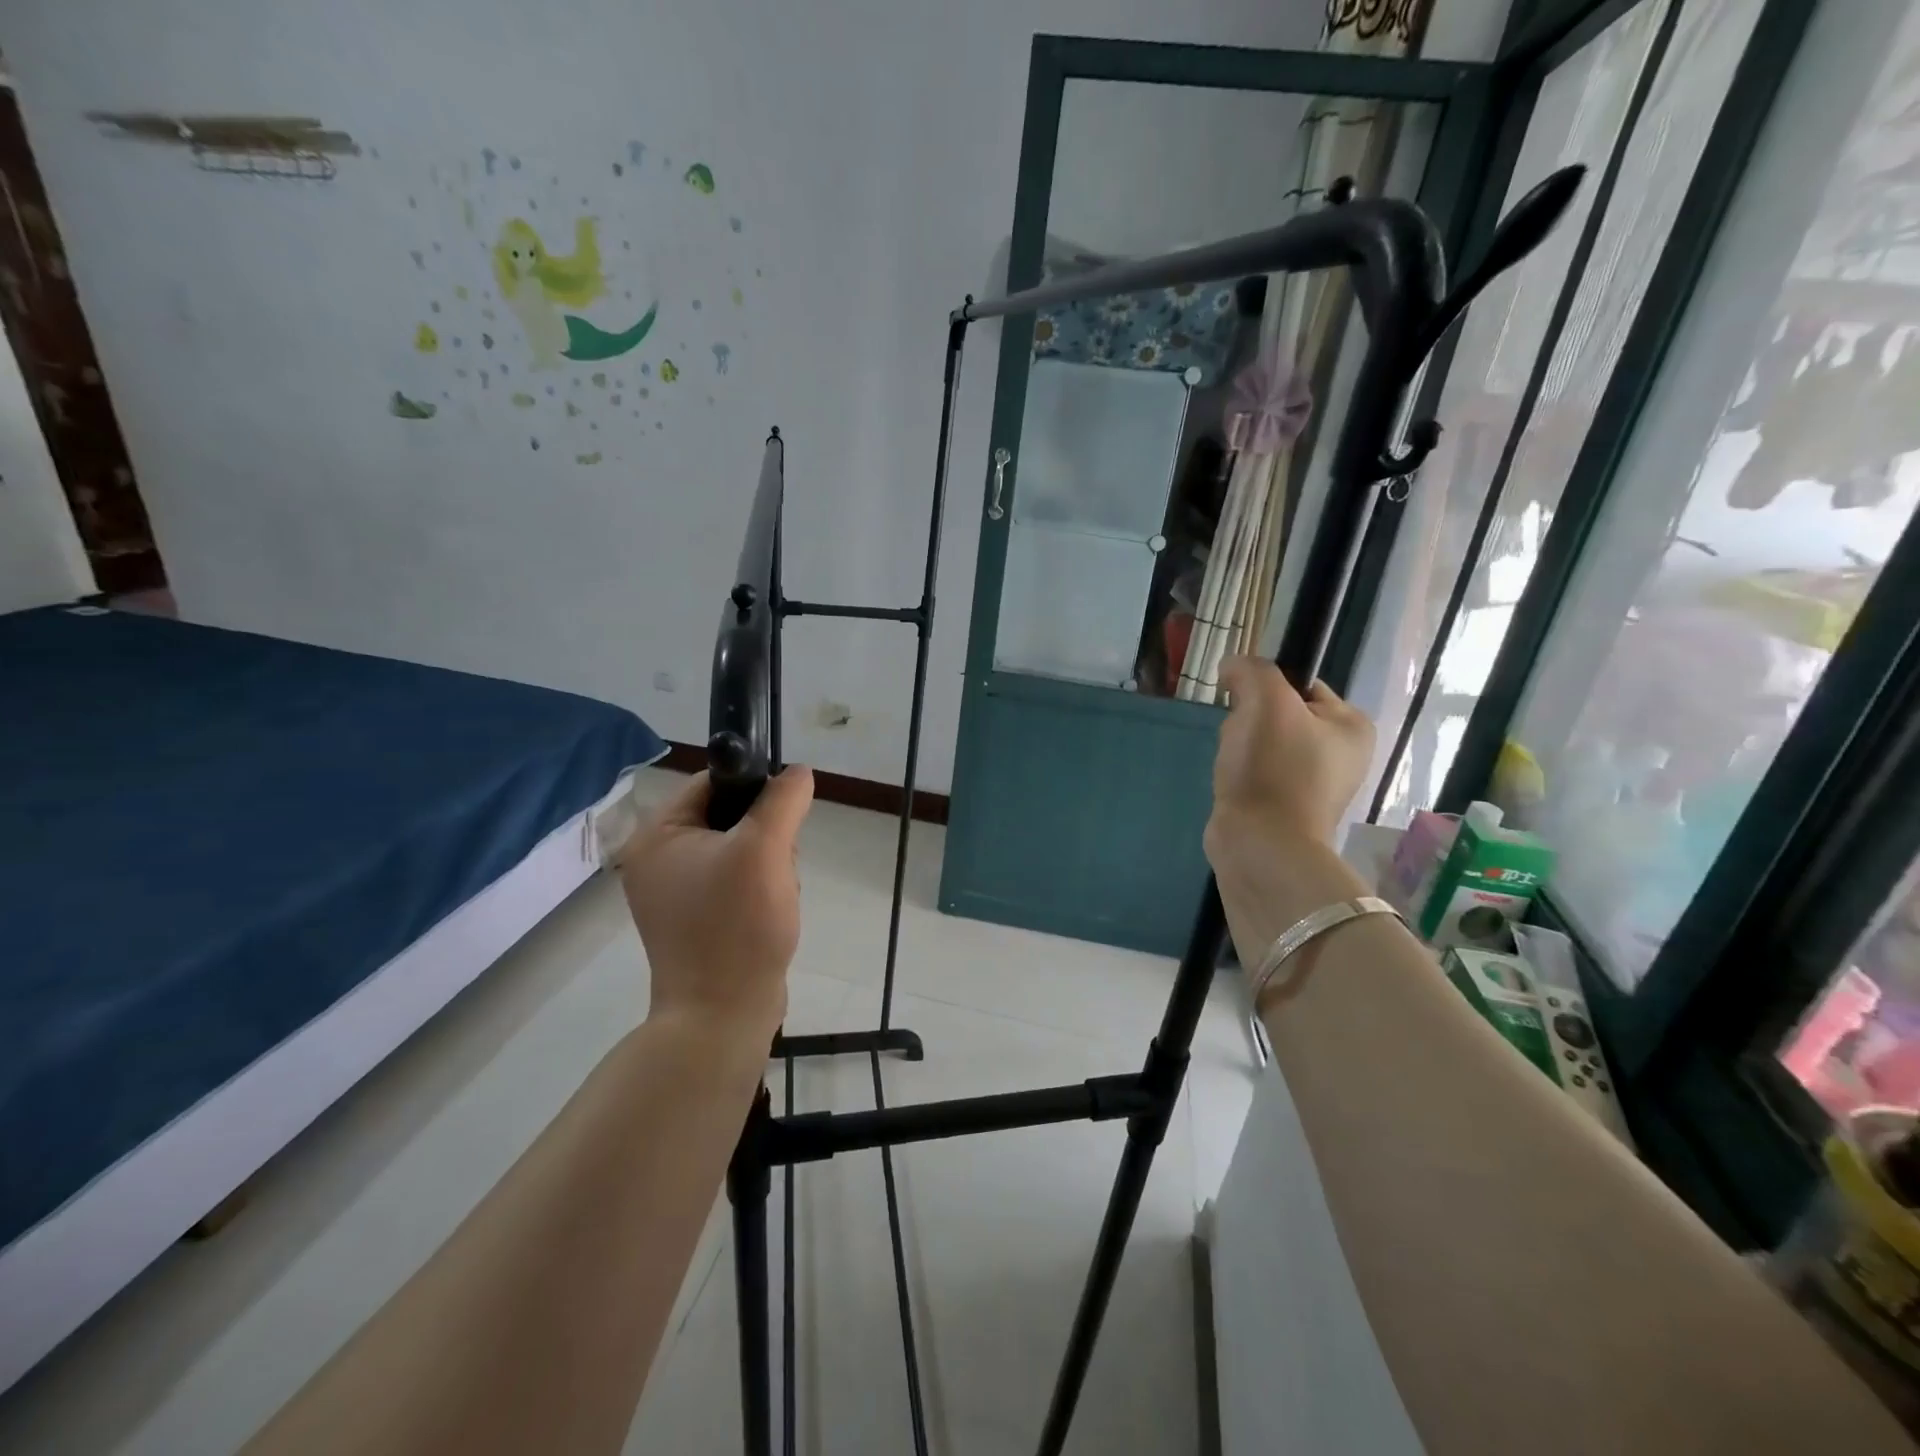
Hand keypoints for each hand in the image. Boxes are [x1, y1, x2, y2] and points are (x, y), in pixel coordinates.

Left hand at [617, 767, 814, 1041]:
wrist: (723, 1015)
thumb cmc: (737, 926)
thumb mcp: (764, 851)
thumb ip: (782, 801)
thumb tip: (799, 771)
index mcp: (657, 836)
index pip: (711, 783)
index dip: (754, 789)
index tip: (784, 816)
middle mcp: (657, 860)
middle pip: (728, 816)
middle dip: (765, 836)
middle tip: (776, 866)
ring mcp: (676, 893)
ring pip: (739, 849)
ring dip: (769, 864)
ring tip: (776, 894)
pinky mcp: (696, 919)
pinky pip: (736, 881)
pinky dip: (761, 888)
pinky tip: (772, 910)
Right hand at [1206, 656, 1373, 859]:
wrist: (1261, 843)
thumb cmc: (1273, 769)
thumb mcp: (1266, 701)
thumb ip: (1252, 670)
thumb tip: (1232, 666)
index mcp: (1353, 726)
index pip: (1301, 684)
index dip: (1265, 689)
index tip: (1246, 707)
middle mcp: (1342, 754)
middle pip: (1279, 713)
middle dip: (1249, 722)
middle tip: (1242, 742)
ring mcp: (1315, 783)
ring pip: (1262, 742)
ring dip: (1239, 747)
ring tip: (1235, 766)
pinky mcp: (1286, 806)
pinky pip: (1256, 771)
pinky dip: (1239, 773)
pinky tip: (1233, 784)